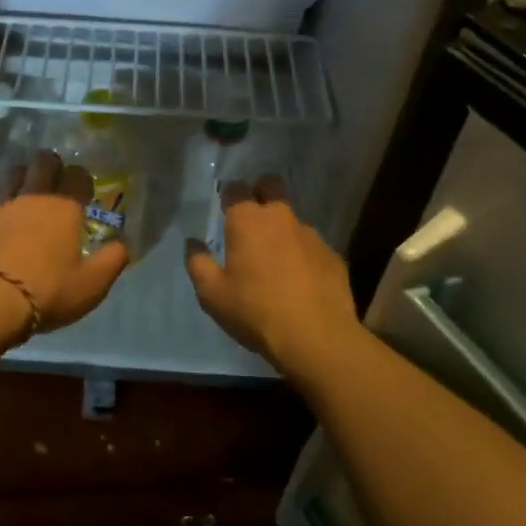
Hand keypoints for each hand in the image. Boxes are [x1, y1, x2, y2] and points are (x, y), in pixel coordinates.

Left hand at [0, 149, 129, 339]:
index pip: (78, 176)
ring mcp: (0, 208)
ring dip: (22, 177)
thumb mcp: (91, 285)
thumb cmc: (47, 291)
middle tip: (56, 179)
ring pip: (12, 175)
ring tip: (26, 192)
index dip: (83, 179)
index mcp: (64, 208)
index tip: (84, 190)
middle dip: (52, 165)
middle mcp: (33, 198)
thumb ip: (112, 261)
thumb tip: (123, 244)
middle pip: (43, 163)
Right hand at [184, 176, 358, 374]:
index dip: (229, 194)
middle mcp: (280, 218)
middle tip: (252, 220)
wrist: (316, 339)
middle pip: (271, 186)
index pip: (236, 188)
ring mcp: (310, 235)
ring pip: (292, 219)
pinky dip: (303, 256)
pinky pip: (312, 247)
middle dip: (261, 192)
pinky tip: (300, 282)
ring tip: (276, 260)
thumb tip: (193, 243)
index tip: (225, 208)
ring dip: (282, 230)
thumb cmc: (256, 311)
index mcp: (247, 221)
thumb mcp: (212, 294)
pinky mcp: (332, 256)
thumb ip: (198, 263)